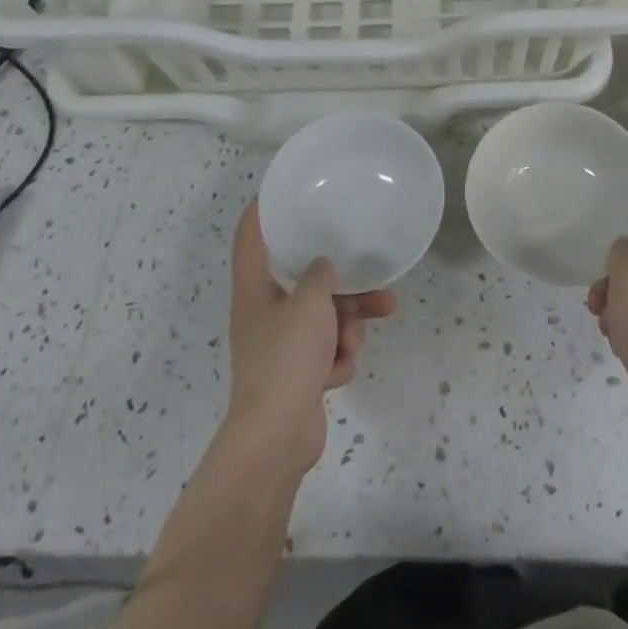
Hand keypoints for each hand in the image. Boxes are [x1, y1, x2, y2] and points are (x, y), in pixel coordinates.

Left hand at [225, 203, 395, 476]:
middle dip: (343, 289)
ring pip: (324, 319)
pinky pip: (326, 352)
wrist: (276, 436)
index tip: (281, 192)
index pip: (250, 239)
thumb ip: (320, 276)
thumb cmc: (287, 357)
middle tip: (377, 285)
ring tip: (362, 335)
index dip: (262, 212)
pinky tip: (337, 374)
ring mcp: (281, 348)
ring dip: (348, 327)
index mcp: (254, 291)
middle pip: (304, 284)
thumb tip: (323, 268)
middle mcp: (264, 315)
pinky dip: (337, 360)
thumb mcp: (310, 303)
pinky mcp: (297, 377)